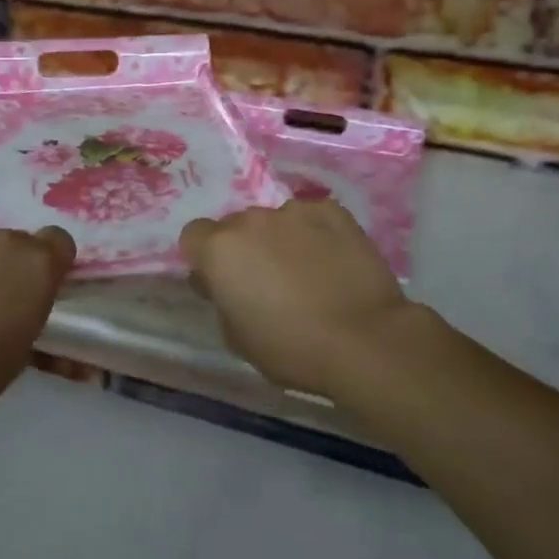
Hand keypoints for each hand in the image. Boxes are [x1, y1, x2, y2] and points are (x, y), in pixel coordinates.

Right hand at [181, 199, 419, 398]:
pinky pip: (312, 217)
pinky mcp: (332, 210)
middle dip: (245, 247)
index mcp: (220, 249)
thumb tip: (221, 282)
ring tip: (306, 270)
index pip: (194, 235)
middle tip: (267, 280)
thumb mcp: (237, 338)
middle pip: (236, 226)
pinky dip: (315, 233)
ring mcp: (294, 210)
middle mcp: (251, 219)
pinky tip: (332, 259)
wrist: (365, 339)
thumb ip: (221, 299)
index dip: (205, 258)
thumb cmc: (292, 347)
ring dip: (281, 239)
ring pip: (275, 220)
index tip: (222, 281)